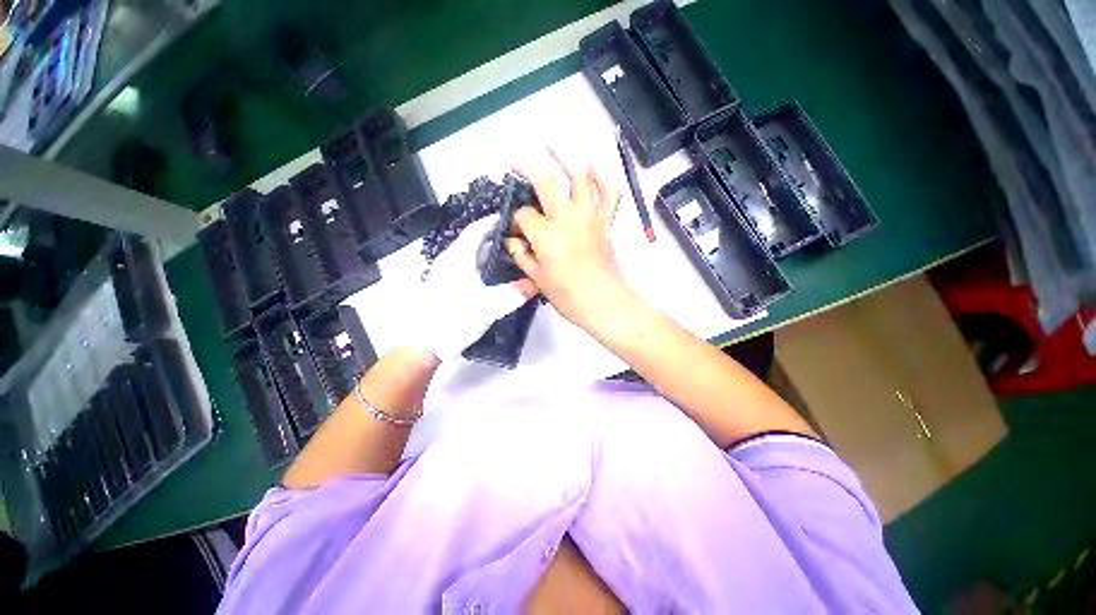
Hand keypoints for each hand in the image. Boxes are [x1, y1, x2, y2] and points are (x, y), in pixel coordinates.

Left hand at [402, 215, 534, 360]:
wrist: (424, 344)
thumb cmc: (455, 318)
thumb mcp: (489, 305)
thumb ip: (514, 293)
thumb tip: (535, 284)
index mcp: (458, 257)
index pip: (477, 230)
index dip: (493, 221)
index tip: (512, 218)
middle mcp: (451, 261)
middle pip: (475, 242)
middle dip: (496, 239)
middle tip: (519, 240)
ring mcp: (447, 275)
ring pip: (472, 257)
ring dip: (491, 255)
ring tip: (513, 257)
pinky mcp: (448, 288)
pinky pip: (470, 270)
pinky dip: (485, 268)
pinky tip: (497, 278)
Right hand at [508, 151, 633, 331]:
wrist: (606, 304)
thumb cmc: (569, 297)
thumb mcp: (538, 280)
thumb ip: (522, 257)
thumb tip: (513, 242)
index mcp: (547, 236)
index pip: (524, 215)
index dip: (516, 219)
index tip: (516, 228)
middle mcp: (568, 218)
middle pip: (546, 180)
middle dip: (527, 166)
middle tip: (515, 162)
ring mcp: (591, 216)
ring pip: (580, 175)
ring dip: (565, 156)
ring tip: (551, 146)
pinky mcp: (607, 221)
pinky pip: (610, 192)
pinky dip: (603, 177)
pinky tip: (591, 169)